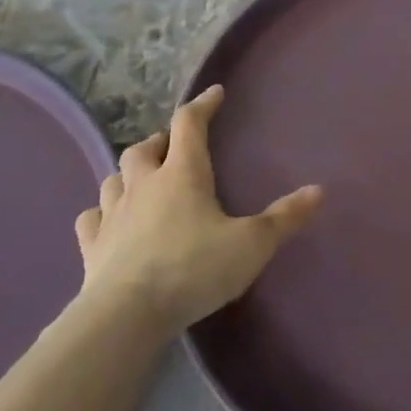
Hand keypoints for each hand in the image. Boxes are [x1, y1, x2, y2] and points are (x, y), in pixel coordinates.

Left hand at [71, 85, 321, 334]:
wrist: (125, 316)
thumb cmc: (193, 269)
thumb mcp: (251, 244)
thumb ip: (284, 218)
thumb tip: (319, 190)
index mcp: (183, 174)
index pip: (189, 124)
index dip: (202, 105)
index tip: (214, 94)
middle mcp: (144, 184)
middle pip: (145, 147)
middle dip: (161, 141)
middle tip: (175, 148)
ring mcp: (113, 214)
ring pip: (114, 177)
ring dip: (129, 173)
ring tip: (142, 180)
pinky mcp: (92, 246)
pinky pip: (91, 218)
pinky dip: (101, 212)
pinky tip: (108, 220)